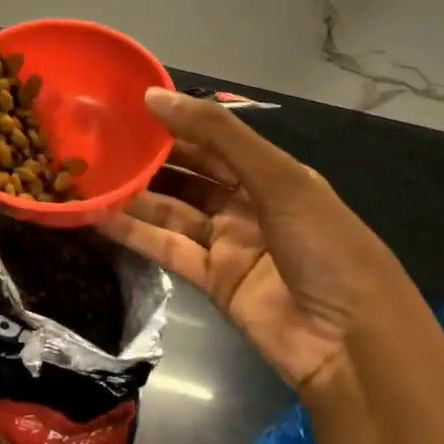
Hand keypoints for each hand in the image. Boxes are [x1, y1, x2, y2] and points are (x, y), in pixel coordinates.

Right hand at [102, 88, 427, 393]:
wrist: (355, 348)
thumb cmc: (325, 247)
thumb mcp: (278, 178)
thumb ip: (215, 134)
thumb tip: (152, 95)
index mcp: (271, 175)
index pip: (212, 141)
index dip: (172, 123)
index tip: (126, 107)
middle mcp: (247, 204)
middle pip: (188, 175)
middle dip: (148, 159)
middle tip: (97, 141)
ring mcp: (229, 244)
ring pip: (171, 211)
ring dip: (134, 196)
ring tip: (88, 176)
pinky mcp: (212, 281)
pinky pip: (166, 249)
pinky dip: (134, 233)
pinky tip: (97, 216)